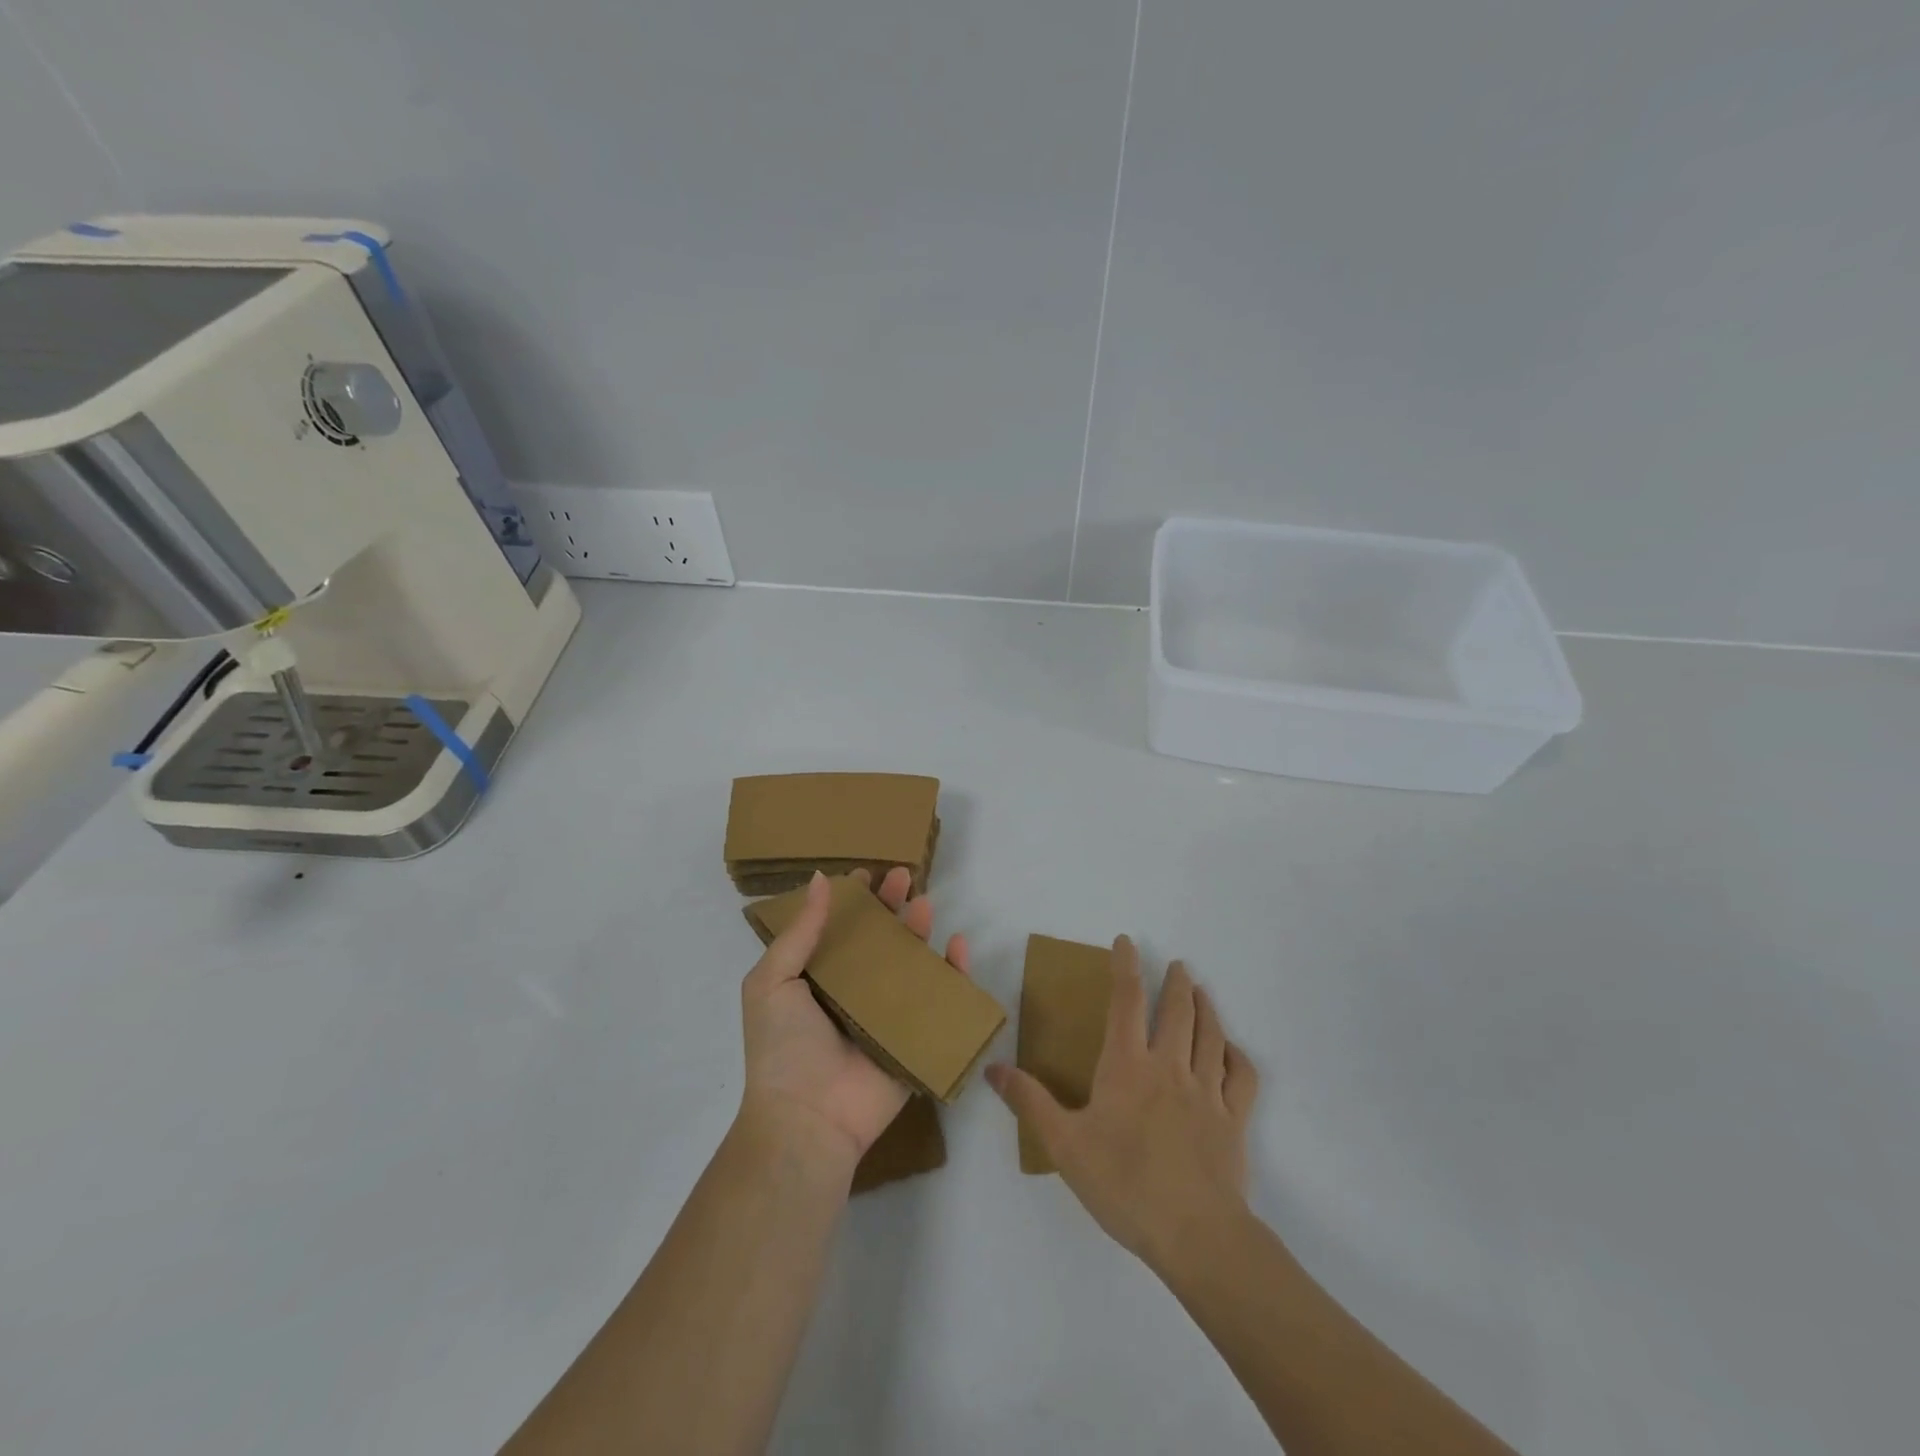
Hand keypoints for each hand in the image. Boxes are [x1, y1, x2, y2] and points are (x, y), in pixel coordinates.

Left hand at [739, 868, 970, 1170]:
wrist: (807, 1119)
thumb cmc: (782, 1047)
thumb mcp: (772, 982)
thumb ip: (799, 932)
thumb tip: (820, 879)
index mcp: (817, 979)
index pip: (839, 929)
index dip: (853, 900)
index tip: (866, 873)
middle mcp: (853, 992)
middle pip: (878, 939)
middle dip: (891, 905)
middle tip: (903, 876)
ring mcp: (886, 1015)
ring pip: (910, 963)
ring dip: (920, 931)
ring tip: (926, 903)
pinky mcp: (914, 1037)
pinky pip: (939, 1000)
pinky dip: (953, 972)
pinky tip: (957, 945)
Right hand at [987, 937, 1258, 1275]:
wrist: (1195, 1234)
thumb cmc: (1124, 1184)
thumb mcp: (1064, 1145)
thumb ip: (1030, 1102)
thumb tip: (993, 1067)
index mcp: (1127, 1066)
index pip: (1126, 1002)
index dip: (1126, 967)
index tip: (1126, 942)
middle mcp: (1169, 1067)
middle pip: (1177, 1012)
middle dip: (1176, 983)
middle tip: (1178, 965)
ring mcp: (1207, 1092)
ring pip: (1211, 1036)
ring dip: (1207, 1009)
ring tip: (1202, 992)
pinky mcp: (1234, 1121)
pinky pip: (1243, 1078)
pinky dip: (1238, 1057)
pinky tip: (1233, 1053)